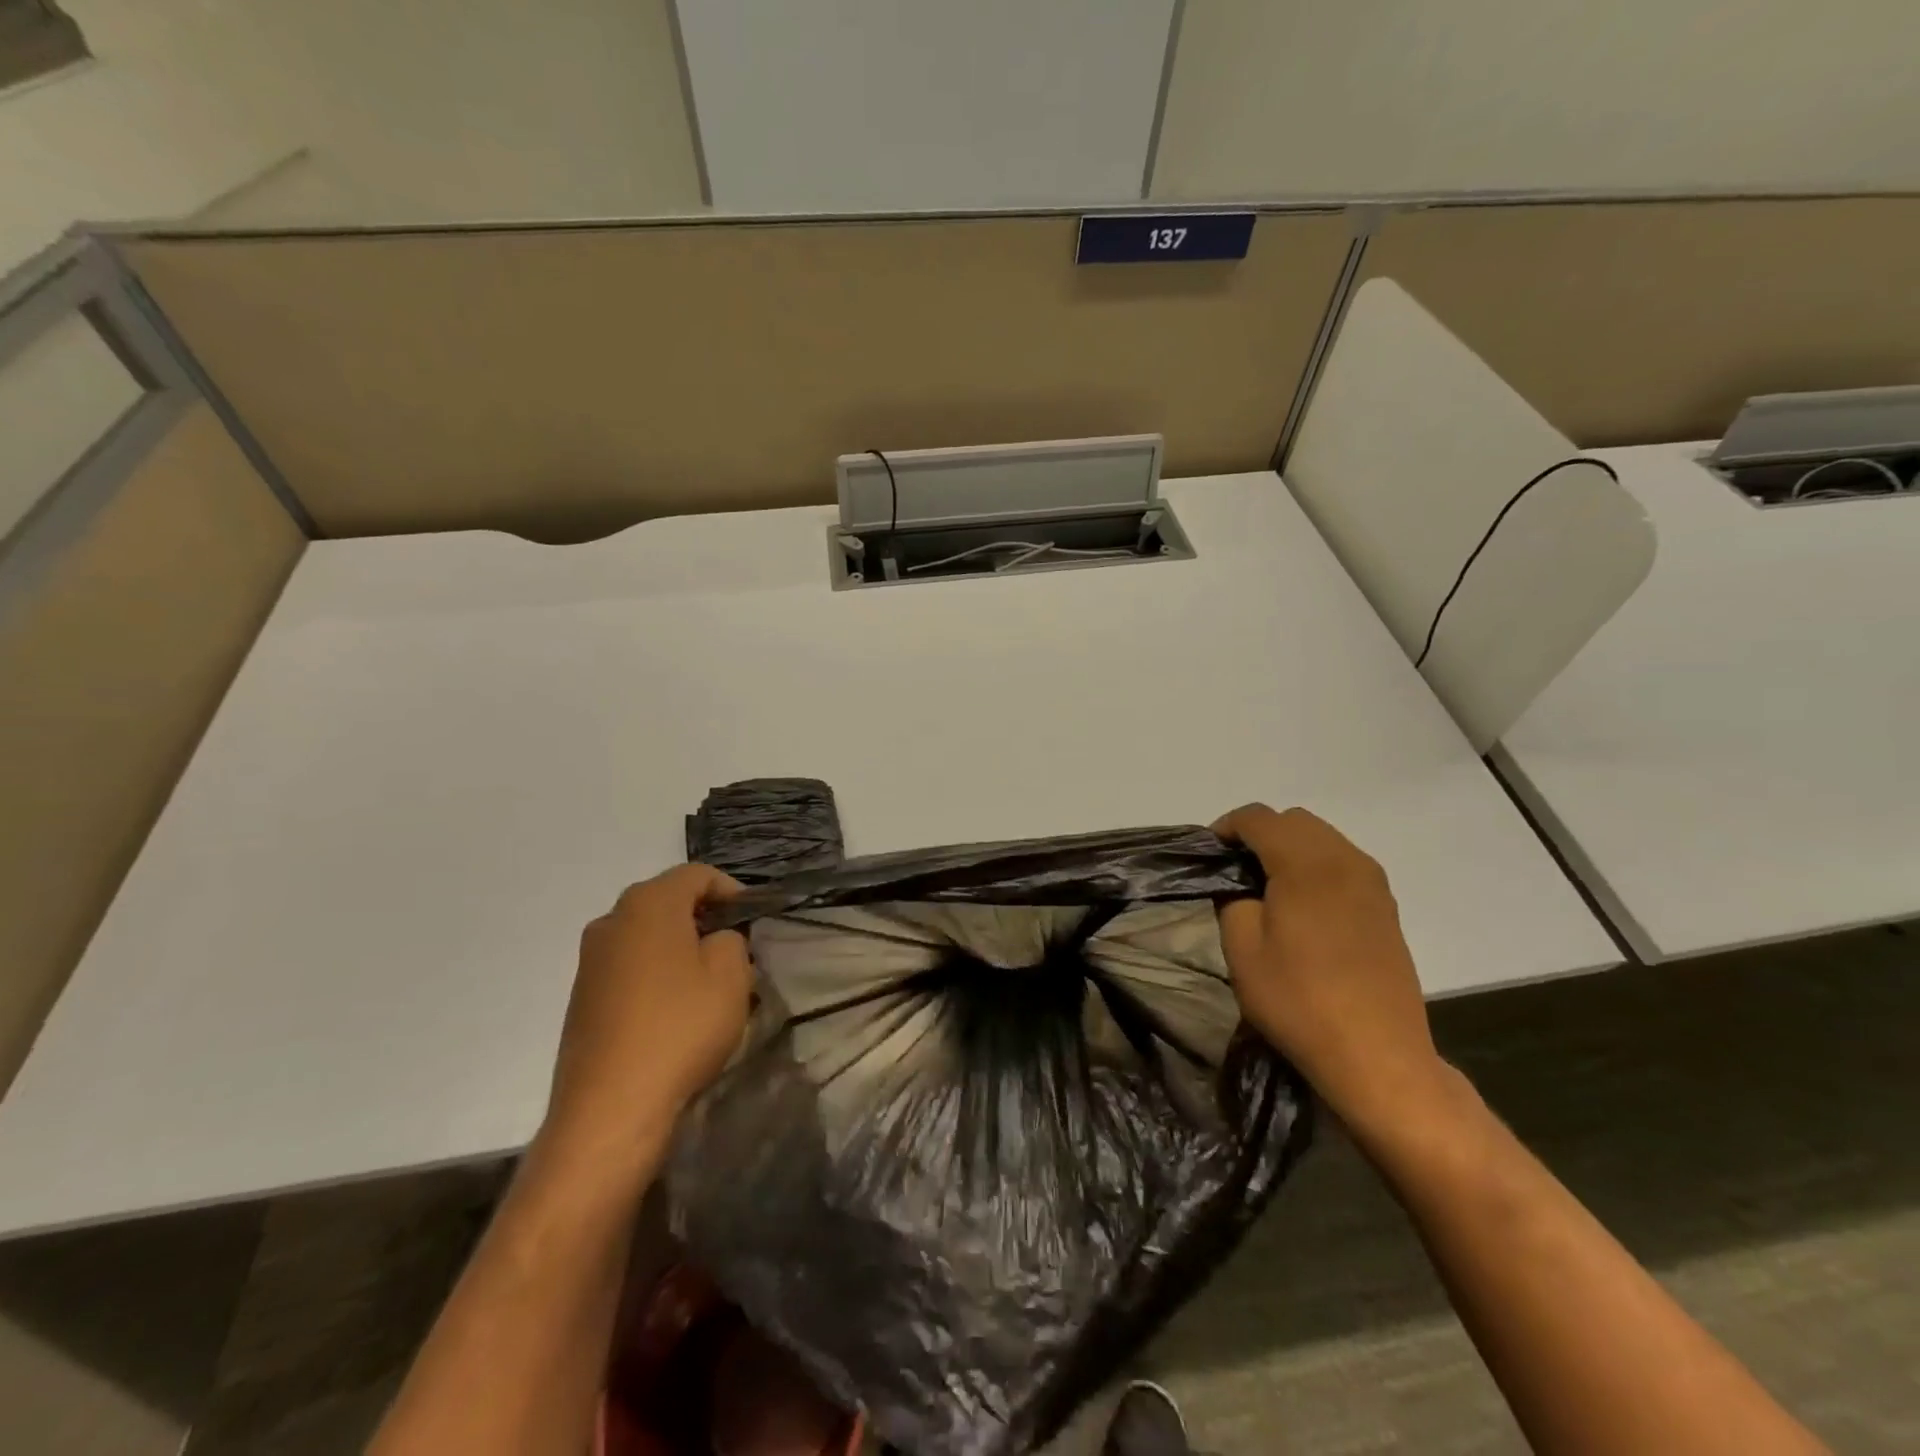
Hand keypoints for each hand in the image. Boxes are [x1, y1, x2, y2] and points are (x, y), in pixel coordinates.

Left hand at [538, 864, 750, 1182]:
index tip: (753, 920)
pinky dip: (656, 973)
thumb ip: (731, 940)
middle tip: (736, 949)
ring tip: (708, 983)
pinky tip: (674, 1009)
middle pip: (668, 901)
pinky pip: (629, 966)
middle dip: (705, 918)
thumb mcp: (731, 976)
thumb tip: (714, 941)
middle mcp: (611, 920)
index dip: (732, 890)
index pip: (697, 875)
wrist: (611, 1108)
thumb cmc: (680, 1028)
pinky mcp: (581, 996)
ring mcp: (590, 960)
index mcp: (648, 904)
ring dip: (680, 947)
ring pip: (647, 935)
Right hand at [1212, 805, 1447, 1138]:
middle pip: (1294, 820)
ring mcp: (1372, 882)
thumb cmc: (1298, 1000)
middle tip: (1235, 870)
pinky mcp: (1386, 906)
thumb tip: (1240, 884)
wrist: (1376, 1055)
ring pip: (1322, 838)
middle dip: (1260, 833)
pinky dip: (1315, 866)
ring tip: (1267, 887)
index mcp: (1306, 864)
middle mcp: (1344, 860)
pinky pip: (1343, 863)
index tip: (1209, 855)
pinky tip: (1302, 905)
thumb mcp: (1242, 949)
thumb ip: (1232, 899)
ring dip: (1290, 848)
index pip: (1259, 818)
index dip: (1226, 827)